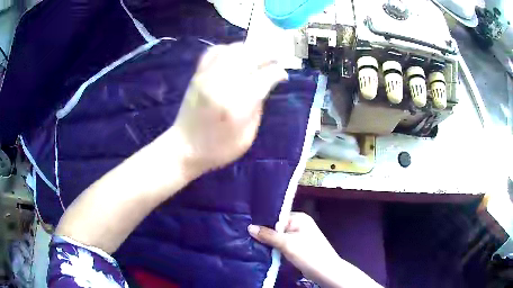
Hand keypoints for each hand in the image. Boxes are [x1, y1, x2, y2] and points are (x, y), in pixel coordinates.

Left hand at [169, 42, 287, 175]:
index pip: (264, 77)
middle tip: (276, 59)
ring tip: (259, 55)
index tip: (283, 75)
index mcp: (237, 105)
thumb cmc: (218, 149)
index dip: (277, 72)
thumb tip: (265, 85)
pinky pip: (214, 51)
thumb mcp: (247, 136)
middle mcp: (222, 85)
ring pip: (233, 50)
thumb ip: (258, 108)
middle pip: (250, 56)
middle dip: (268, 54)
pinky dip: (228, 48)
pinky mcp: (197, 75)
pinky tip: (235, 55)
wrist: (184, 148)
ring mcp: (207, 77)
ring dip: (250, 49)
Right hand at [248, 212, 339, 284]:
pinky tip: (262, 250)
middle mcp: (300, 225)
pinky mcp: (298, 248)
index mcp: (299, 218)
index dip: (263, 221)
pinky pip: (283, 245)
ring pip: (279, 238)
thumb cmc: (308, 254)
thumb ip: (268, 235)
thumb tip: (250, 227)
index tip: (247, 225)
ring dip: (269, 242)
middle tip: (246, 235)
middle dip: (264, 233)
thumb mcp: (287, 244)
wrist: (325, 271)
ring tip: (250, 242)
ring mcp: (299, 237)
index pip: (277, 216)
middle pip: (277, 227)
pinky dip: (274, 248)